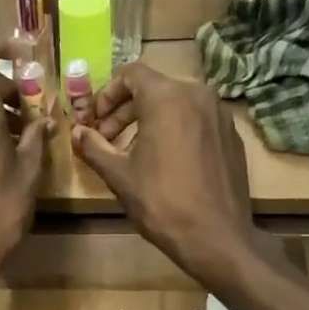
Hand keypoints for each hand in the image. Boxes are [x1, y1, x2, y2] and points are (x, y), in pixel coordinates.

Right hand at [71, 63, 258, 288]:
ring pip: (176, 103)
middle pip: (153, 88)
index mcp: (167, 96)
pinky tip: (165, 162)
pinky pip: (196, 120)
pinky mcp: (231, 135)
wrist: (215, 236)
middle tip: (106, 139)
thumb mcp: (119, 175)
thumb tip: (77, 132)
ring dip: (149, 120)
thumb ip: (94, 147)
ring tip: (133, 152)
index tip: (95, 121)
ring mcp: (219, 114)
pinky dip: (175, 130)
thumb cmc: (161, 202)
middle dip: (125, 110)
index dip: (106, 94)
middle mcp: (198, 94)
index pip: (130, 74)